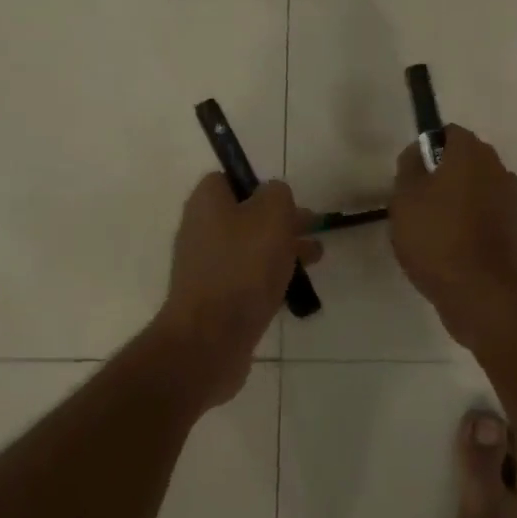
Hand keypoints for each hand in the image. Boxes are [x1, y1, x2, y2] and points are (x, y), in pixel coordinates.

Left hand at [154, 173, 320, 406]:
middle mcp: (201, 229)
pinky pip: (247, 278)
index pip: (230, 178)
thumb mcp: (272, 214)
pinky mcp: (215, 299)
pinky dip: (271, 277)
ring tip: (316, 256)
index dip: (259, 184)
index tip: (286, 200)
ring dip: (282, 248)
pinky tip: (295, 286)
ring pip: (250, 247)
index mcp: (207, 202)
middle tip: (312, 226)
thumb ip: (278, 194)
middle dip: (281, 219)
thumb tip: (275, 197)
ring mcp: (206, 266)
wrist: (210, 339)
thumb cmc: (242, 266)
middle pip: (245, 214)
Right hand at [389, 125, 516, 346]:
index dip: (427, 149)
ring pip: (477, 186)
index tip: (411, 175)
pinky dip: (472, 220)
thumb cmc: (436, 237)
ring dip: (458, 198)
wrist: (480, 292)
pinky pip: (487, 212)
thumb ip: (409, 166)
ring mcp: (511, 199)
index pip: (449, 133)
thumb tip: (417, 153)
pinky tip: (453, 245)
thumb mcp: (404, 198)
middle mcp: (497, 168)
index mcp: (471, 153)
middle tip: (418, 201)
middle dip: (443, 173)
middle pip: (465, 159)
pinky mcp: (516, 227)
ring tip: (434, 227)